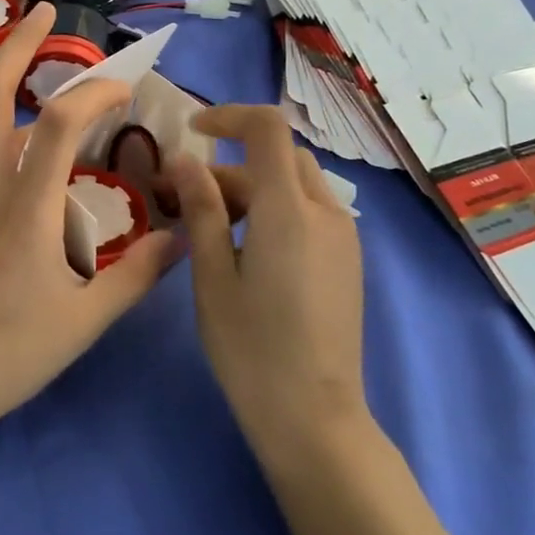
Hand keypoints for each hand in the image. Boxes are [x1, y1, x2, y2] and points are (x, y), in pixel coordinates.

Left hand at [0, 3, 180, 435]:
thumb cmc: (7, 355)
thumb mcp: (85, 320)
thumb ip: (137, 275)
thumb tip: (182, 239)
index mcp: (24, 206)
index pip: (61, 120)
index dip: (97, 89)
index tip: (127, 87)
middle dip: (18, 44)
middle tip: (45, 12)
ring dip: (23, 100)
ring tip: (70, 108)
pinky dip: (18, 149)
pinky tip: (45, 182)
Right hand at [169, 105, 367, 448]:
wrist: (314, 418)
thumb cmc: (250, 349)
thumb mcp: (212, 276)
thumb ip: (202, 210)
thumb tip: (186, 161)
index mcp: (289, 211)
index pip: (267, 129)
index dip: (229, 116)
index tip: (192, 132)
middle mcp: (326, 212)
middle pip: (279, 157)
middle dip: (232, 164)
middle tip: (189, 197)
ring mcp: (344, 237)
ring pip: (296, 183)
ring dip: (254, 186)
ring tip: (214, 227)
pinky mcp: (348, 259)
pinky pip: (311, 210)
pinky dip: (276, 208)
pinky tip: (248, 248)